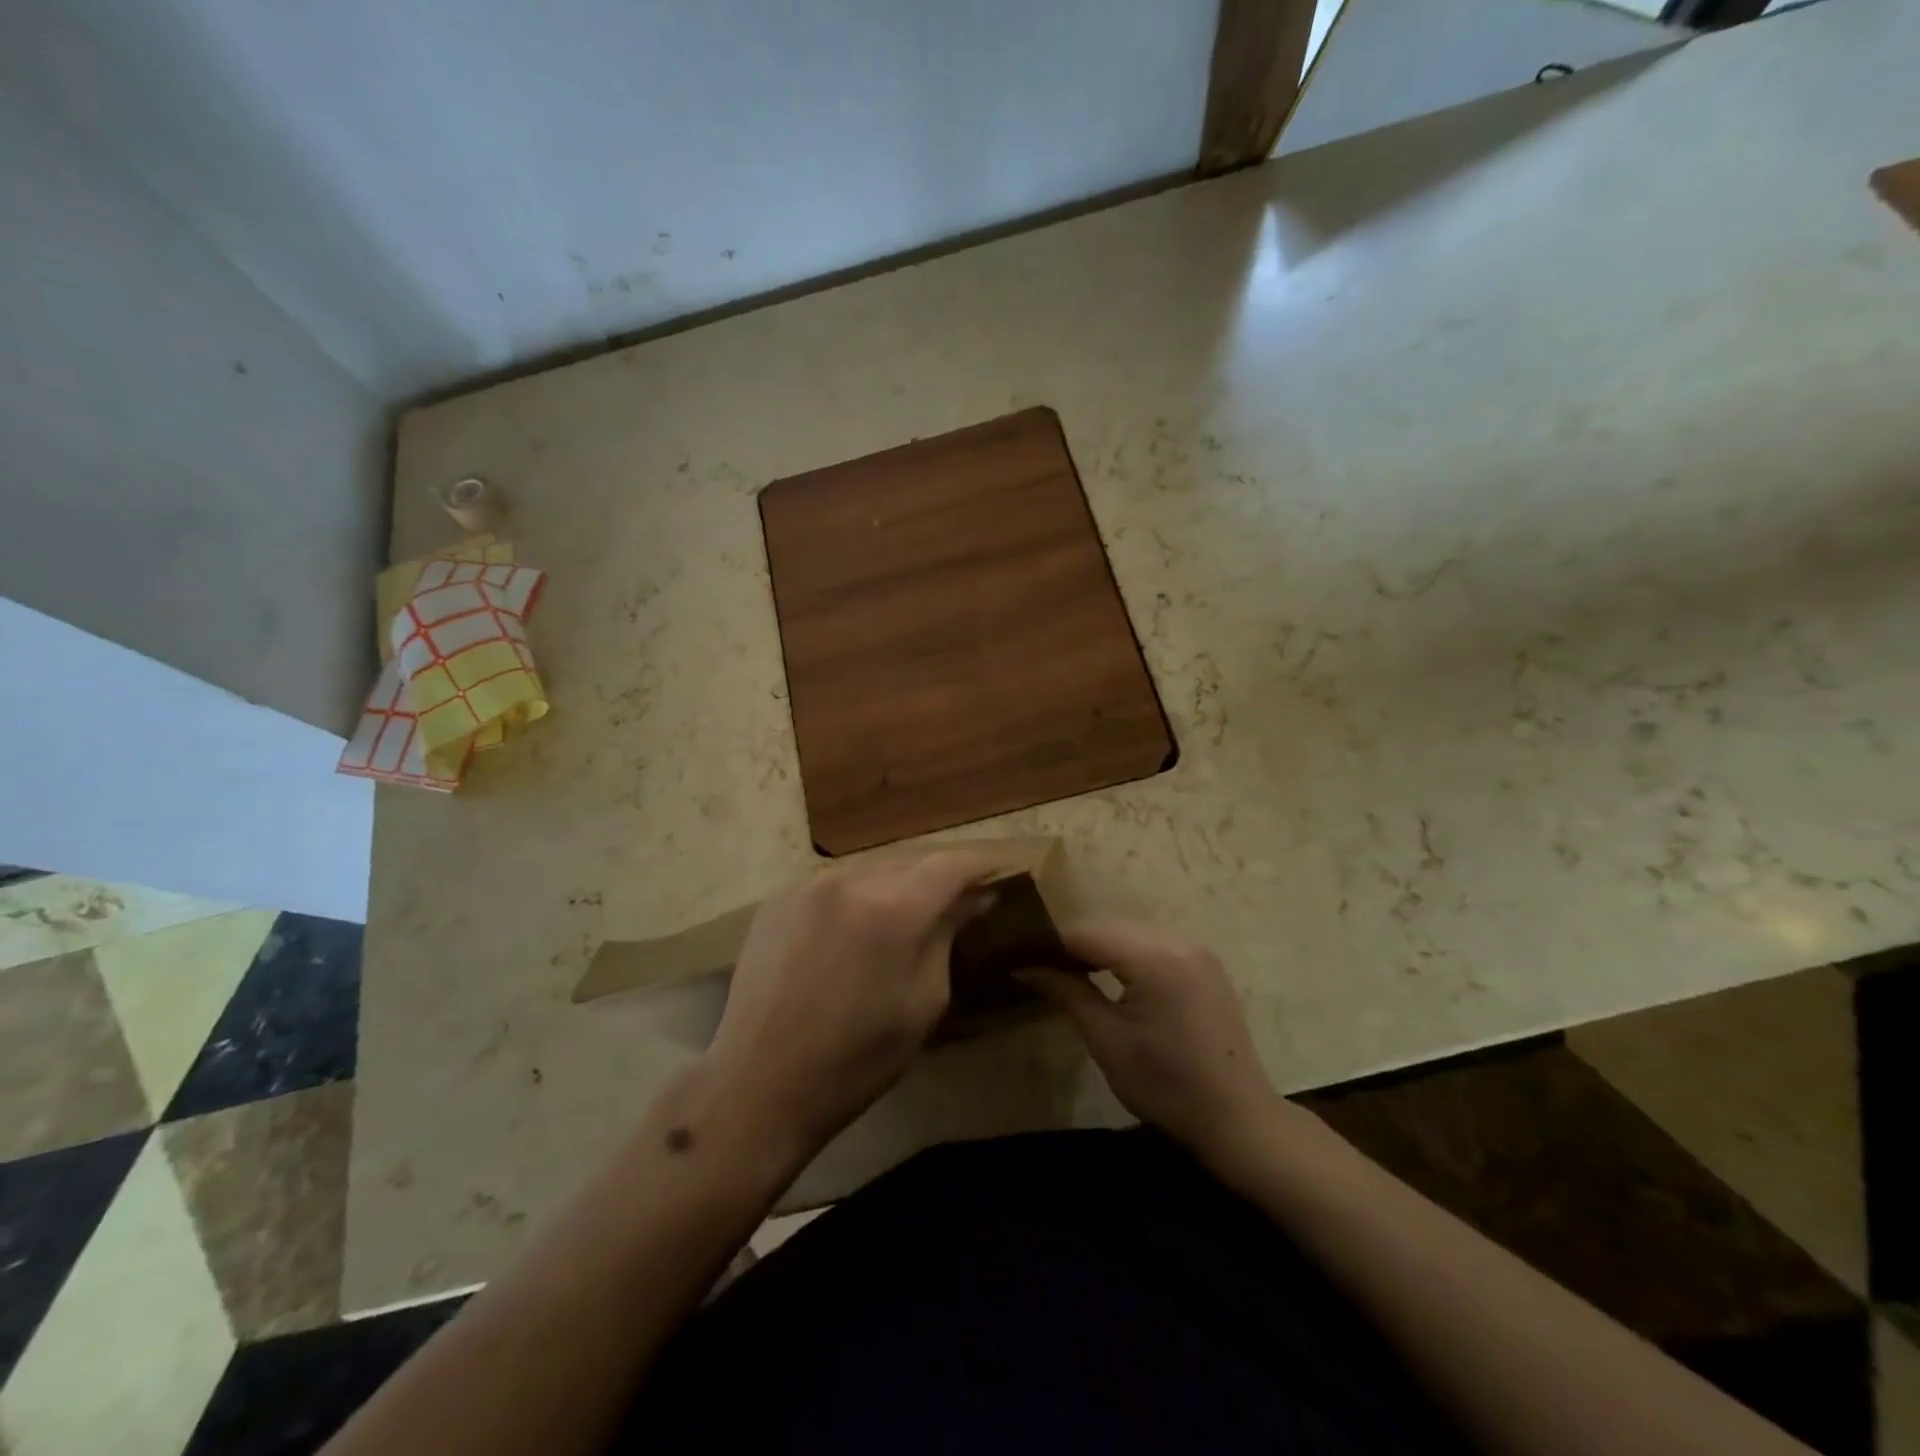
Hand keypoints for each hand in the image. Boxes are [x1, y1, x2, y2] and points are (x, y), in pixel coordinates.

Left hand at [701, 850, 999, 1159]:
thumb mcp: (924, 1003)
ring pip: (872, 869)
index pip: (952, 864)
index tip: (1001, 872)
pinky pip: (836, 883)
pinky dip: (858, 896)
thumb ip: (947, 937)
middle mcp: (849, 879)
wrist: (759, 1085)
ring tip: (907, 917)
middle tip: (959, 901)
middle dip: (940, 877)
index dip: (982, 864)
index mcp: (891, 909)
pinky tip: (856, 929)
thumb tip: (973, 898)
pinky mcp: (778, 897)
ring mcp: (807, 884)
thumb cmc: (856, 1060)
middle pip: (912, 861)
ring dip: (898, 886)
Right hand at [1026, 922, 1274, 1158]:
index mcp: (1155, 958)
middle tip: (1044, 967)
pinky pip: (1155, 944)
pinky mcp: (1206, 963)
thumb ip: (1066, 992)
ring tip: (1073, 972)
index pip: (1088, 933)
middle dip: (1076, 944)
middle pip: (1111, 927)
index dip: (1052, 944)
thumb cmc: (1165, 1085)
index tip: (1023, 958)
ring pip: (1132, 933)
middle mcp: (1178, 940)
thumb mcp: (1106, 1040)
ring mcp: (1197, 950)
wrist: (1237, 1119)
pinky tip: (1113, 977)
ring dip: (1102, 948)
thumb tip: (1025, 967)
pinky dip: (1129, 954)